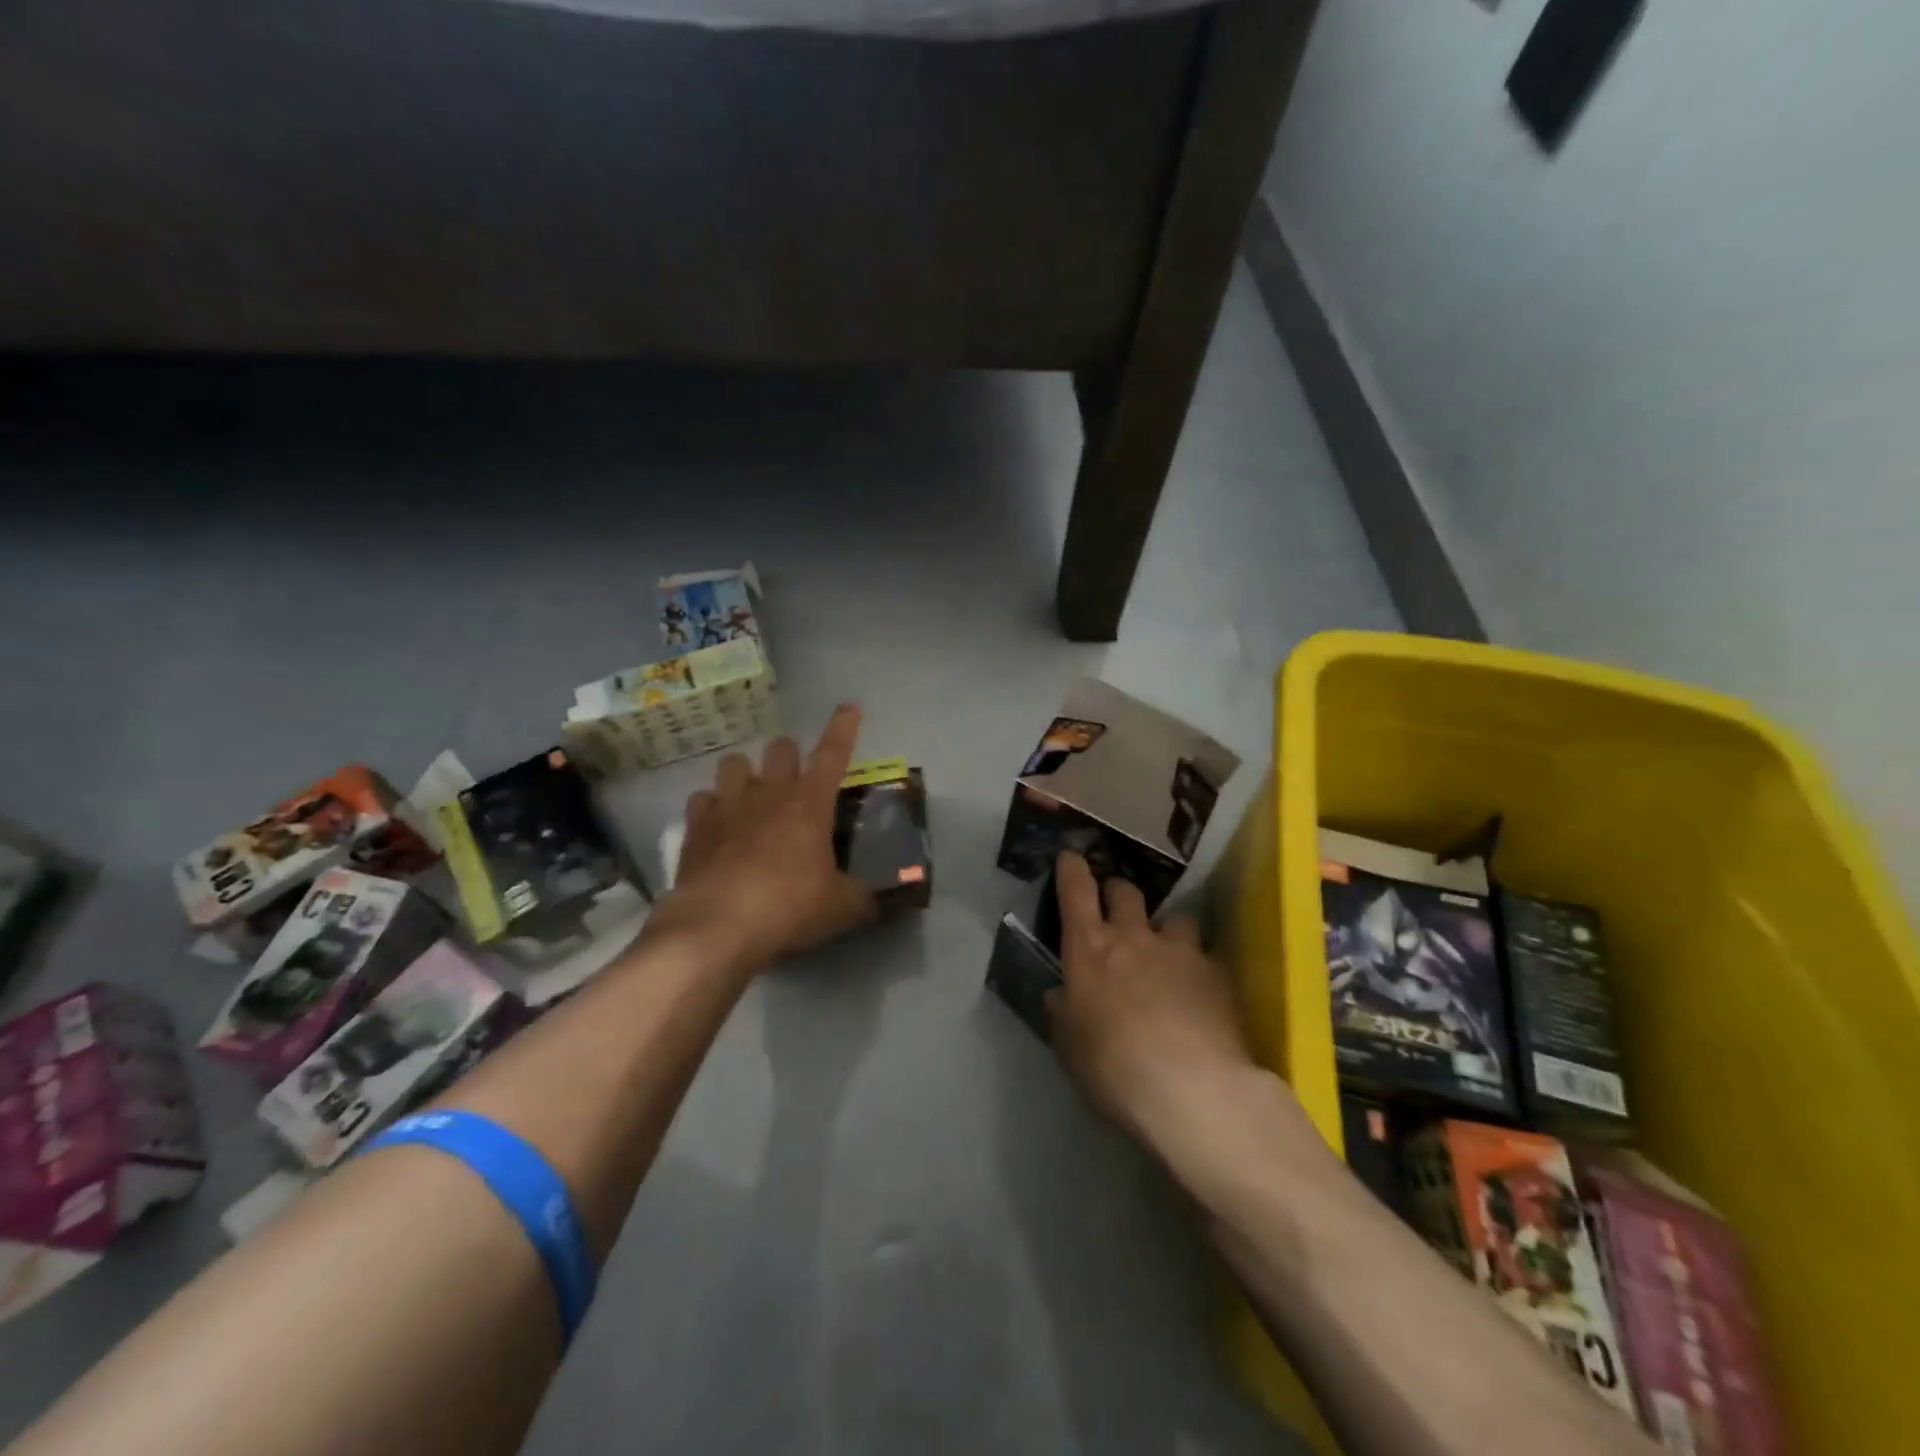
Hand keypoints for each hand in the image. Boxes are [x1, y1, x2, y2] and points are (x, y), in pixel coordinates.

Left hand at [649, 704, 878, 972]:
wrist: (716, 928)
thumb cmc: (789, 909)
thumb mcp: (842, 908)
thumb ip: (866, 897)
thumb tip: (885, 899)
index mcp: (810, 804)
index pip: (833, 754)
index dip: (844, 728)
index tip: (849, 707)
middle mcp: (769, 794)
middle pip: (780, 749)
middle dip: (790, 754)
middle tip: (795, 776)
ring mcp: (727, 807)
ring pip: (734, 764)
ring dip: (746, 773)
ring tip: (751, 794)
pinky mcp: (696, 828)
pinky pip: (702, 799)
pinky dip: (712, 806)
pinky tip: (717, 824)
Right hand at [1047, 851, 1256, 1145]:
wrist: (1190, 1090)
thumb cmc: (1112, 1068)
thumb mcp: (1070, 1047)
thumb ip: (1064, 1014)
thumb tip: (1060, 995)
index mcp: (1089, 949)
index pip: (1076, 891)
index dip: (1072, 868)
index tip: (1071, 855)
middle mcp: (1134, 937)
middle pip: (1126, 891)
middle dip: (1118, 892)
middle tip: (1116, 907)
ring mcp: (1180, 951)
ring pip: (1175, 917)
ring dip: (1167, 928)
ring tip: (1169, 950)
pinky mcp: (1218, 972)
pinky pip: (1206, 954)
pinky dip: (1199, 964)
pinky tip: (1201, 989)